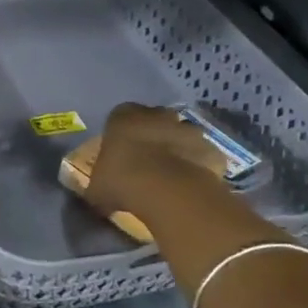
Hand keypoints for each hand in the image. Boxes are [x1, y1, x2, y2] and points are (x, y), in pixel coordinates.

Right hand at [84, 103, 232, 222]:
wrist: (169, 191)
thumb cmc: (123, 180)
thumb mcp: (97, 187)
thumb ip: (98, 184)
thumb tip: (97, 193)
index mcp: (123, 116)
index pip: (119, 117)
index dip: (120, 136)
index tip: (119, 155)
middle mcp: (157, 114)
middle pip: (153, 121)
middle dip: (151, 137)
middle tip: (144, 164)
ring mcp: (188, 129)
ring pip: (180, 135)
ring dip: (176, 150)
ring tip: (168, 176)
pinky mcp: (211, 148)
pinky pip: (202, 155)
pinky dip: (197, 166)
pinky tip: (189, 185)